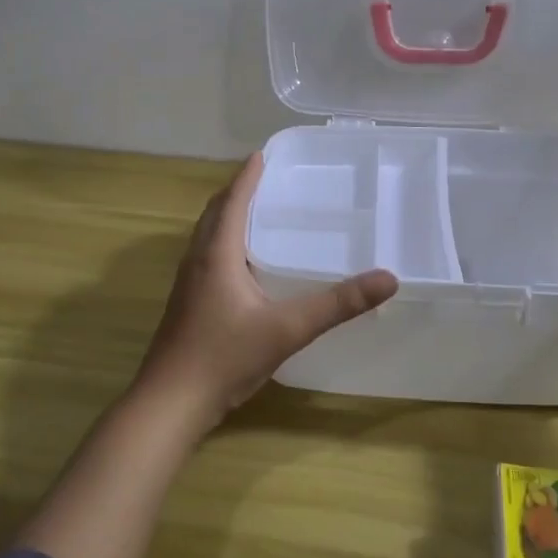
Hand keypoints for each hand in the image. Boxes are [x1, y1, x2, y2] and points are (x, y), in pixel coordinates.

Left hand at [131, 154, 397, 428]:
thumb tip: (387, 278)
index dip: (247, 176)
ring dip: (228, 217)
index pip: (232, 201)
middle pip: (215, 213)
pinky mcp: (187, 304)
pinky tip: (244, 265)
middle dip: (238, 192)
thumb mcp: (287, 329)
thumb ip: (337, 305)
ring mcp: (187, 283)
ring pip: (207, 236)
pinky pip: (206, 257)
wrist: (170, 403)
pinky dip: (225, 244)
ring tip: (258, 214)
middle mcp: (197, 260)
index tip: (263, 153)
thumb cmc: (224, 357)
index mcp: (216, 254)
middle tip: (267, 180)